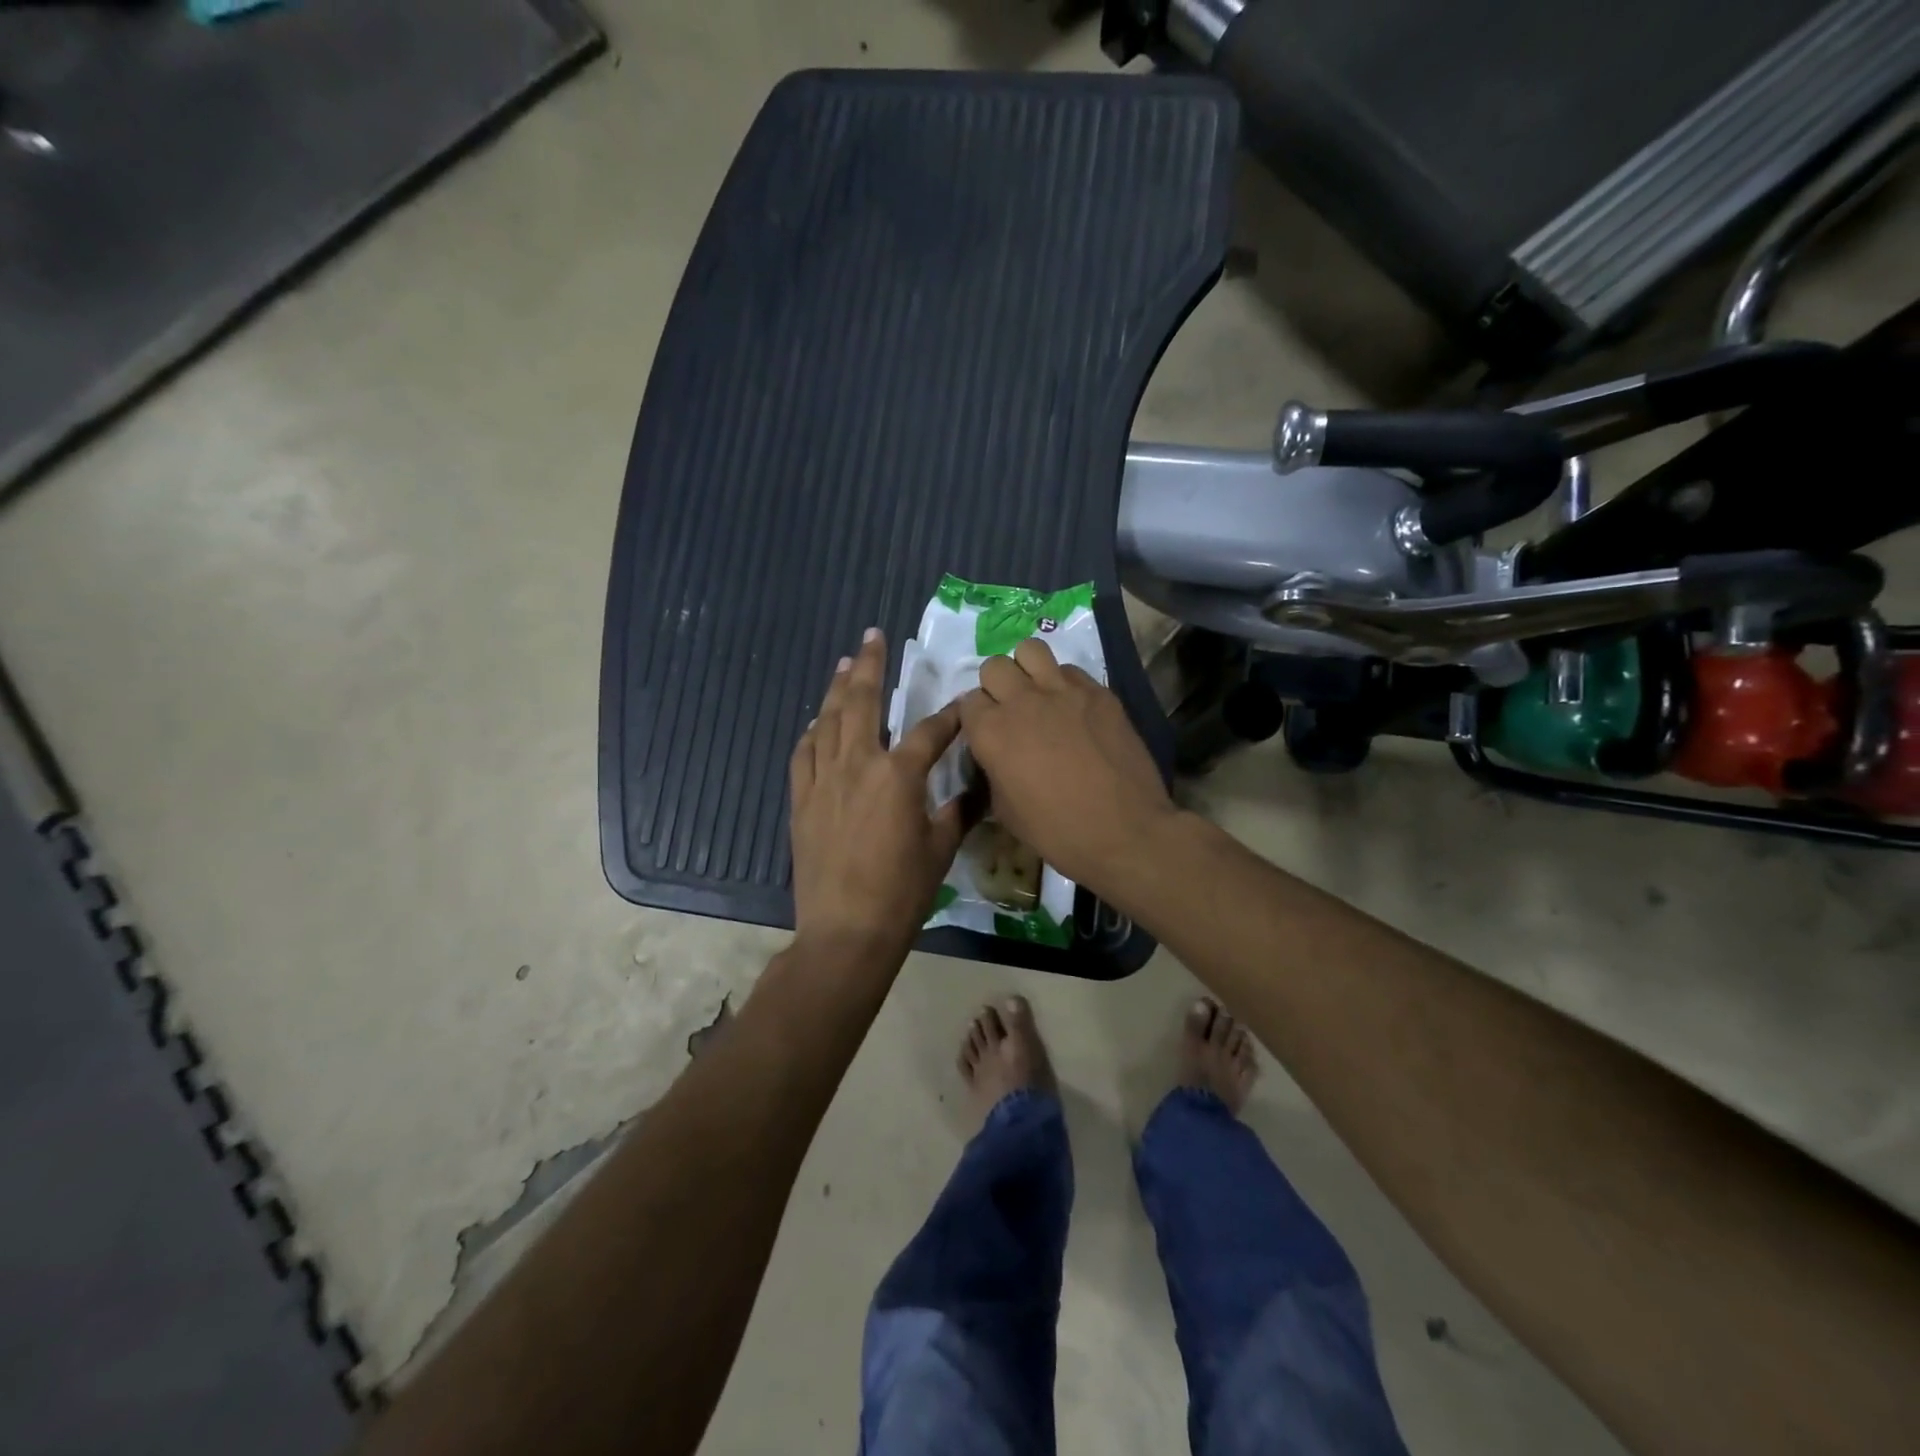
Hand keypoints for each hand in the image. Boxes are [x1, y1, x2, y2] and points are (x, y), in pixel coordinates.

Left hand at [789, 630, 965, 956]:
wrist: (845, 930)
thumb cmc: (902, 892)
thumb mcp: (942, 848)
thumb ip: (959, 810)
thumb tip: (980, 788)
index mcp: (899, 774)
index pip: (931, 731)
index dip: (951, 716)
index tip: (963, 704)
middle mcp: (858, 764)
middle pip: (863, 702)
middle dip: (871, 665)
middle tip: (873, 636)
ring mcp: (824, 780)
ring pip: (829, 721)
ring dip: (838, 689)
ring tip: (845, 663)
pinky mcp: (802, 799)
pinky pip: (804, 754)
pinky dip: (811, 733)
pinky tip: (817, 722)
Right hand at [958, 638, 1179, 894]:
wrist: (1124, 832)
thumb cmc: (1057, 831)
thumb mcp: (1005, 811)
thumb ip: (992, 771)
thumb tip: (995, 756)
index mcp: (991, 732)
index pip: (968, 702)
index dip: (976, 718)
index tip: (987, 733)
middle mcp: (1022, 701)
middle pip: (994, 667)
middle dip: (996, 686)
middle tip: (1011, 710)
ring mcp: (1063, 691)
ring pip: (1031, 650)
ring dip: (1027, 669)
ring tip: (1037, 693)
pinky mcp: (1098, 692)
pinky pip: (1070, 670)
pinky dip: (1064, 683)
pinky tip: (1073, 707)